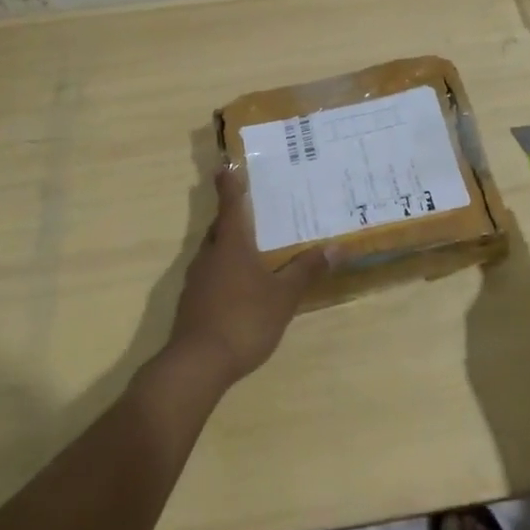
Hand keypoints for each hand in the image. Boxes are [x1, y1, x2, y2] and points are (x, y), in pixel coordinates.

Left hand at [163, 168, 328, 389]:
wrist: (196, 366)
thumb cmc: (243, 320)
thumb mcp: (283, 296)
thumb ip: (307, 270)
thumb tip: (337, 247)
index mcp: (230, 244)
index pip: (230, 204)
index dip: (229, 184)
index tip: (225, 164)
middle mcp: (209, 255)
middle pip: (220, 227)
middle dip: (234, 216)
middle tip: (255, 207)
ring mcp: (196, 280)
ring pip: (214, 252)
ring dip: (230, 245)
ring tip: (254, 247)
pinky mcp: (192, 303)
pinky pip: (211, 275)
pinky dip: (225, 271)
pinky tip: (241, 286)